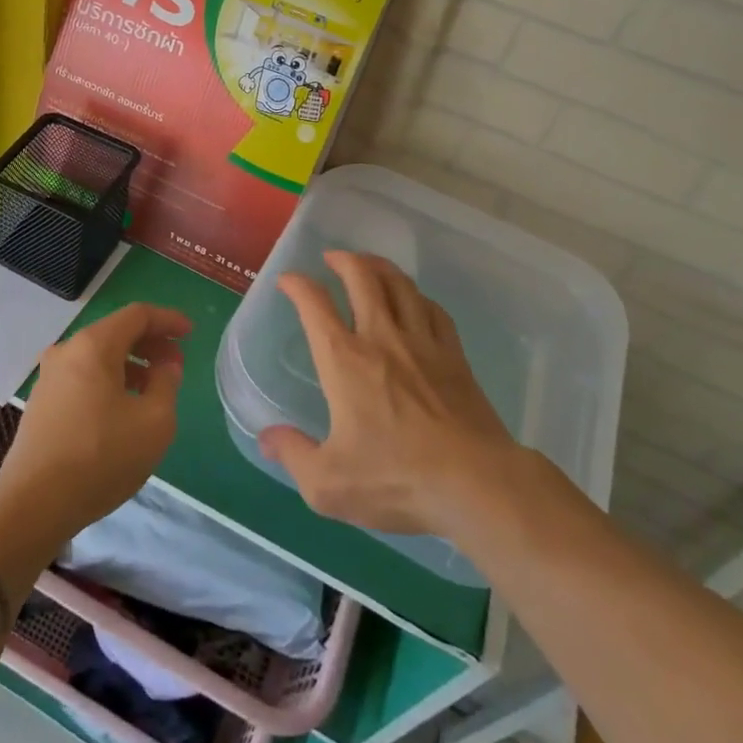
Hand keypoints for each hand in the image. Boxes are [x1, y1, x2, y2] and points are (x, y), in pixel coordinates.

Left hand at [0, 303, 191, 545]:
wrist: (33, 504)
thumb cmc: (101, 457)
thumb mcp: (154, 422)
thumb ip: (167, 384)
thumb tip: (165, 366)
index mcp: (93, 345)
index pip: (137, 315)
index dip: (168, 320)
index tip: (190, 334)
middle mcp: (67, 351)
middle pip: (116, 332)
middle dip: (150, 343)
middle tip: (176, 364)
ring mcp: (49, 377)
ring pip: (98, 356)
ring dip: (131, 364)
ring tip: (154, 389)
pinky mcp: (42, 402)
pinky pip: (83, 376)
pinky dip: (109, 380)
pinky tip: (123, 409)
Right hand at [261, 252, 516, 537]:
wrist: (476, 482)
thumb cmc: (396, 478)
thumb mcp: (328, 484)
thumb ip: (293, 455)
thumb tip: (267, 438)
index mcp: (344, 360)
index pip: (314, 304)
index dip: (297, 285)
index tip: (288, 281)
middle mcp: (381, 338)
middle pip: (362, 277)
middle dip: (343, 260)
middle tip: (332, 258)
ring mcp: (422, 342)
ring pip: (400, 285)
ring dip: (380, 267)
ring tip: (369, 266)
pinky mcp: (454, 356)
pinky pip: (433, 310)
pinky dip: (417, 296)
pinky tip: (415, 301)